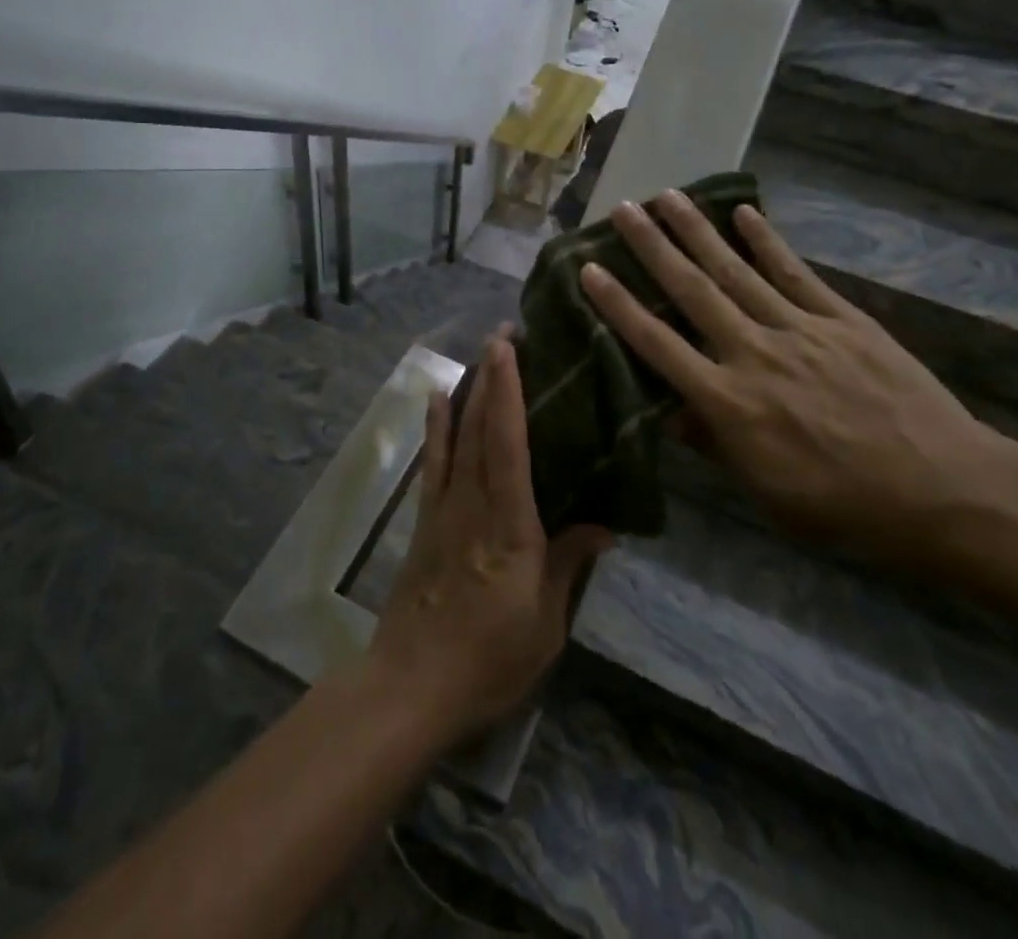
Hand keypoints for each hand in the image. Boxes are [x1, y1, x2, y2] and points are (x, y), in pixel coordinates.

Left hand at [366, 334, 614, 744]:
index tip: (510, 348)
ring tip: (480, 353)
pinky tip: (437, 399)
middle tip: (504, 332)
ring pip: (457, 435)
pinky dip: (436, 425)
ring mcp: (444, 507)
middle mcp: (474, 503)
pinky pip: (434, 461)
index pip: (508, 444)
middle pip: (482, 427)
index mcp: (509, 525)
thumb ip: (570, 565)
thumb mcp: (546, 623)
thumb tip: (605, 524)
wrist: (412, 685)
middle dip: (492, 376)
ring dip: (470, 390)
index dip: (509, 392)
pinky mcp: (426, 519)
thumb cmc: (489, 659)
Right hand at [581, 191, 1006, 565]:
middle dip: (653, 247)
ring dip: (699, 231)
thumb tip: (669, 409)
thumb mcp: (765, 491)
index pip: (658, 345)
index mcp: (729, 403)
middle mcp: (754, 353)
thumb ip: (713, 443)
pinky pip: (795, 273)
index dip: (619, 306)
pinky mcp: (842, 319)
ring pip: (737, 271)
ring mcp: (800, 330)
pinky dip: (768, 241)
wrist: (946, 491)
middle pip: (693, 291)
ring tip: (668, 196)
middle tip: (623, 209)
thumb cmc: (844, 505)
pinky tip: (744, 213)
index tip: (590, 269)